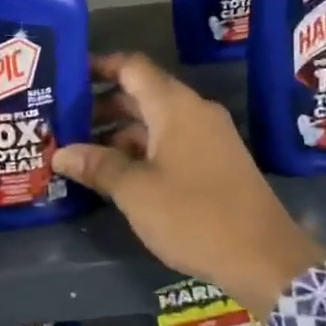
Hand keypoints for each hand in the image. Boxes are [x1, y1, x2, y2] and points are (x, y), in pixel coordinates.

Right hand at [51, 53, 325, 317]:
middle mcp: (193, 112)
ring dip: (118, 132)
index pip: (132, 67)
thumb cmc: (194, 216)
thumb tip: (60, 153)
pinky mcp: (215, 163)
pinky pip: (170, 142)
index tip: (67, 75)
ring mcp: (208, 138)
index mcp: (175, 106)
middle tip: (62, 119)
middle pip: (141, 94)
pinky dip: (140, 149)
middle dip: (101, 105)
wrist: (266, 259)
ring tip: (80, 150)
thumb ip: (97, 166)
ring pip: (154, 121)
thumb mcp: (136, 191)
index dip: (98, 66)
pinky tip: (115, 173)